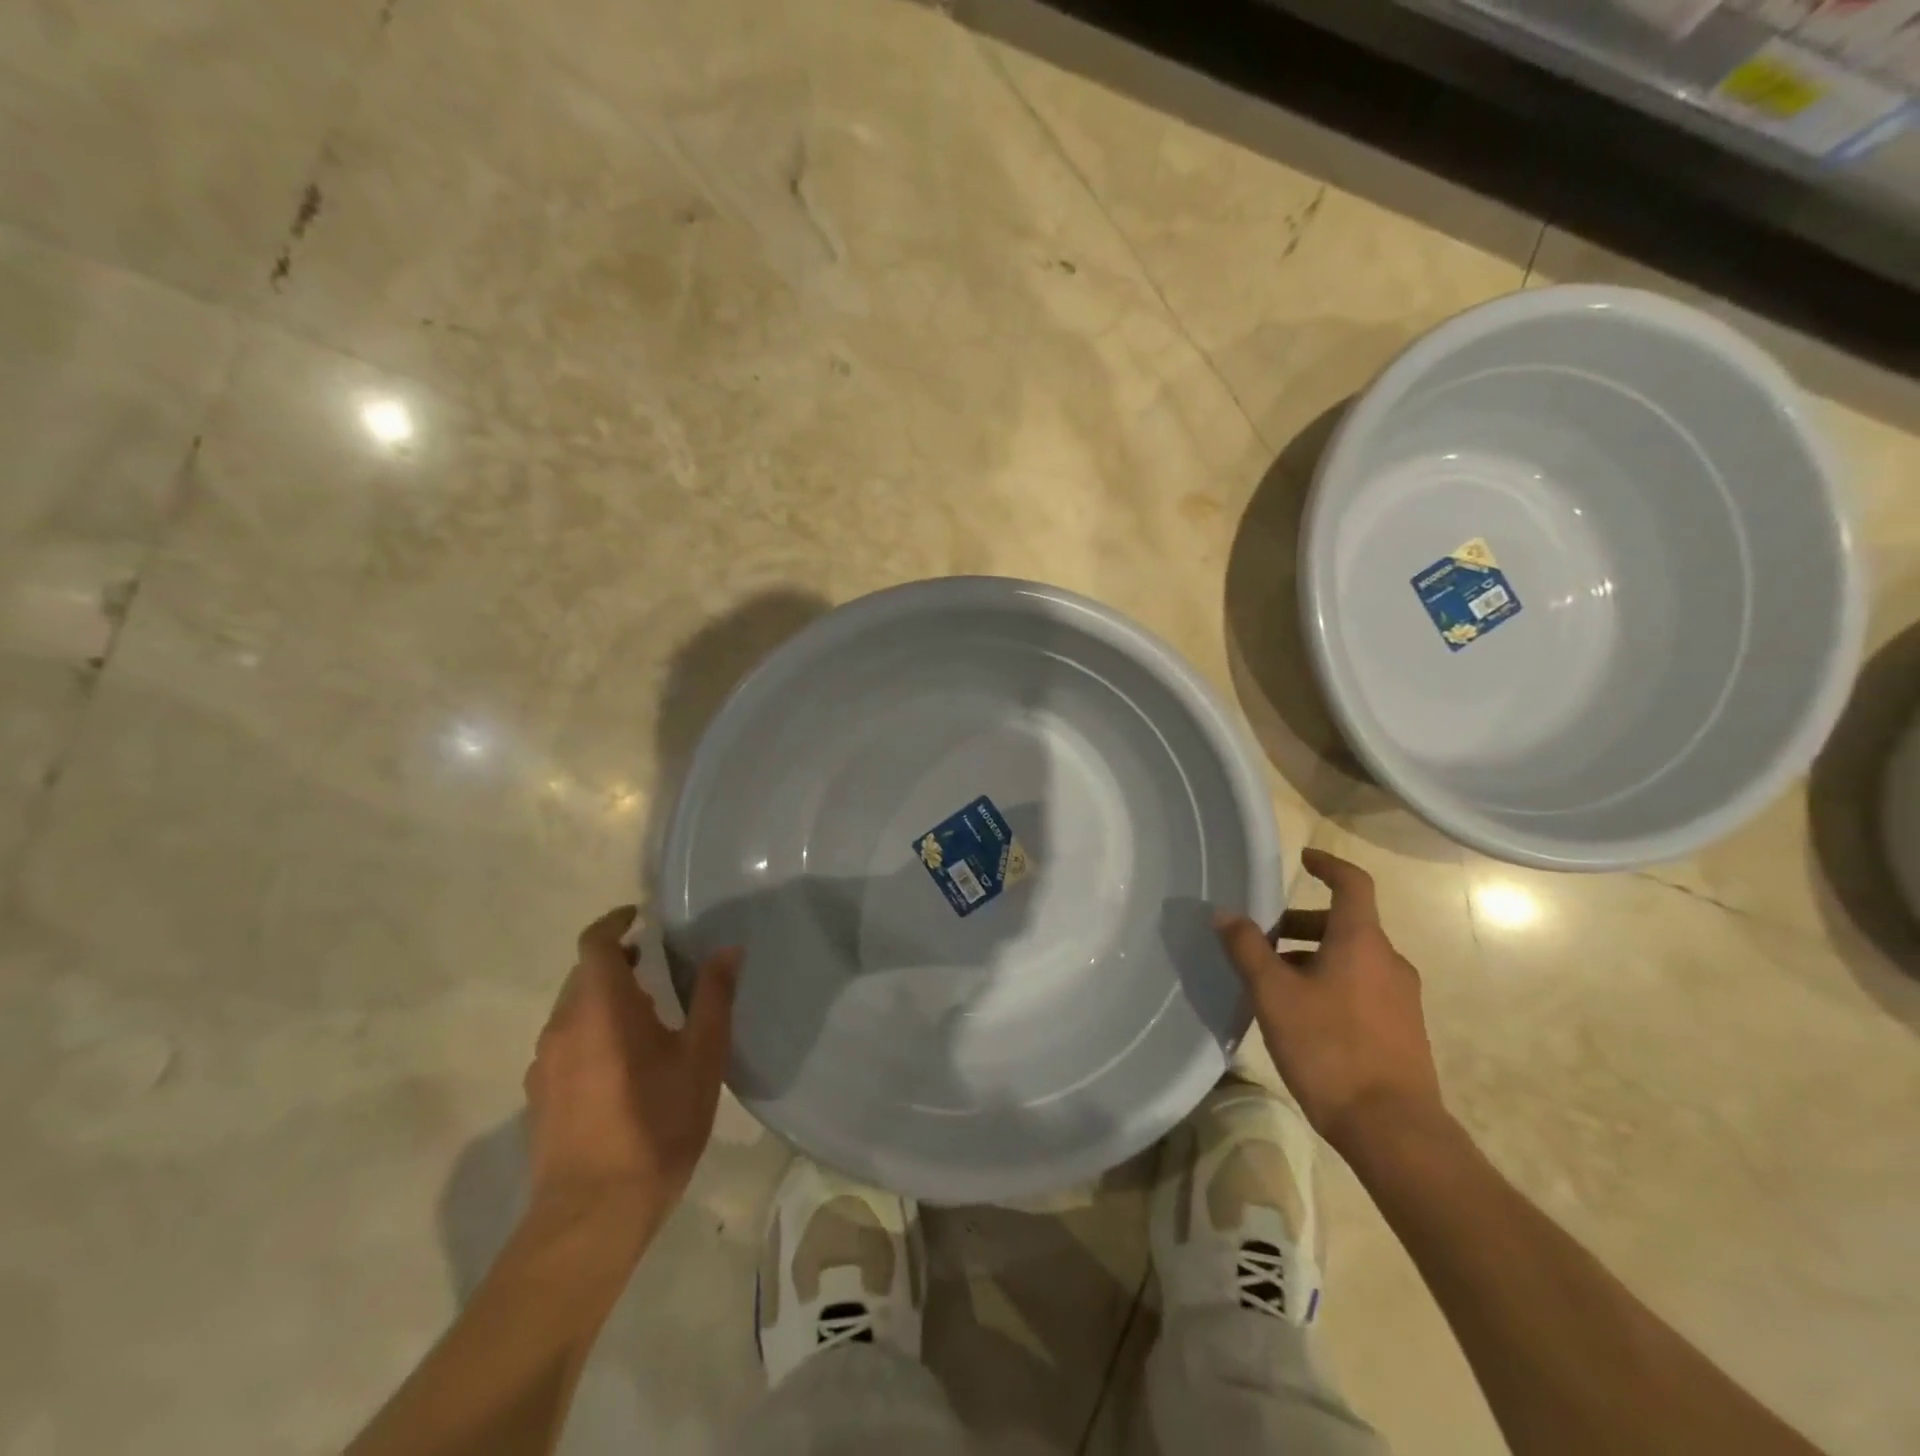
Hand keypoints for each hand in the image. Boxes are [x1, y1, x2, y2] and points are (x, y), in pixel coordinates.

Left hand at [523, 906, 740, 1238]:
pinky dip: (592, 1033)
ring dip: (605, 1000)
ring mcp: (544, 1064)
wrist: (591, 1216)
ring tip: (646, 1018)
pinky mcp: (538, 1097)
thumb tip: (728, 950)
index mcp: (602, 1006)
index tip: (641, 918)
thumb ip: (714, 996)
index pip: (596, 943)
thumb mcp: (702, 1056)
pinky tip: (621, 1066)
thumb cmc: (656, 1124)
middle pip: (585, 975)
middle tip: (657, 967)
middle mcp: (563, 1025)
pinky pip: (565, 1044)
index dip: (616, 923)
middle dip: (618, 963)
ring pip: (573, 1011)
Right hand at [1216, 848, 1444, 1153]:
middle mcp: (1388, 961)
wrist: (1393, 1129)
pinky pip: (1361, 987)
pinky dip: (1330, 983)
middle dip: (1301, 925)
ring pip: (1351, 959)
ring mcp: (1401, 998)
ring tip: (1273, 984)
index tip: (1303, 859)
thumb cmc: (1330, 1048)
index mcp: (1362, 941)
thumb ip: (1248, 949)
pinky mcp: (1402, 1030)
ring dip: (1312, 958)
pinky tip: (1302, 1017)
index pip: (1353, 884)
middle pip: (1344, 924)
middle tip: (1262, 940)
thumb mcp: (1274, 994)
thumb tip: (1225, 913)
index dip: (1329, 865)